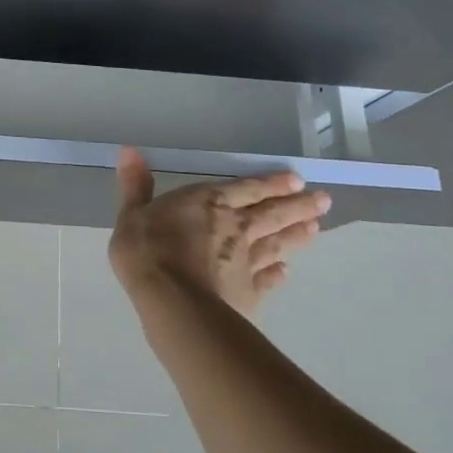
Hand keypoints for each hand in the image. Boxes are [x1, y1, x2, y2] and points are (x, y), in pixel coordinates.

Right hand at [108, 147, 329, 315]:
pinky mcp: (249, 292)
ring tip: (316, 227)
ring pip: (277, 243)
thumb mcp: (131, 214)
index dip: (271, 184)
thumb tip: (129, 151)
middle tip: (323, 200)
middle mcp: (235, 227)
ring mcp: (246, 261)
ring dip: (296, 235)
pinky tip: (286, 273)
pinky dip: (278, 275)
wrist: (172, 302)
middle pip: (272, 213)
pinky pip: (268, 280)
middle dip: (298, 205)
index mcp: (208, 203)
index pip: (247, 188)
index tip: (296, 180)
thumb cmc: (147, 251)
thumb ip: (135, 185)